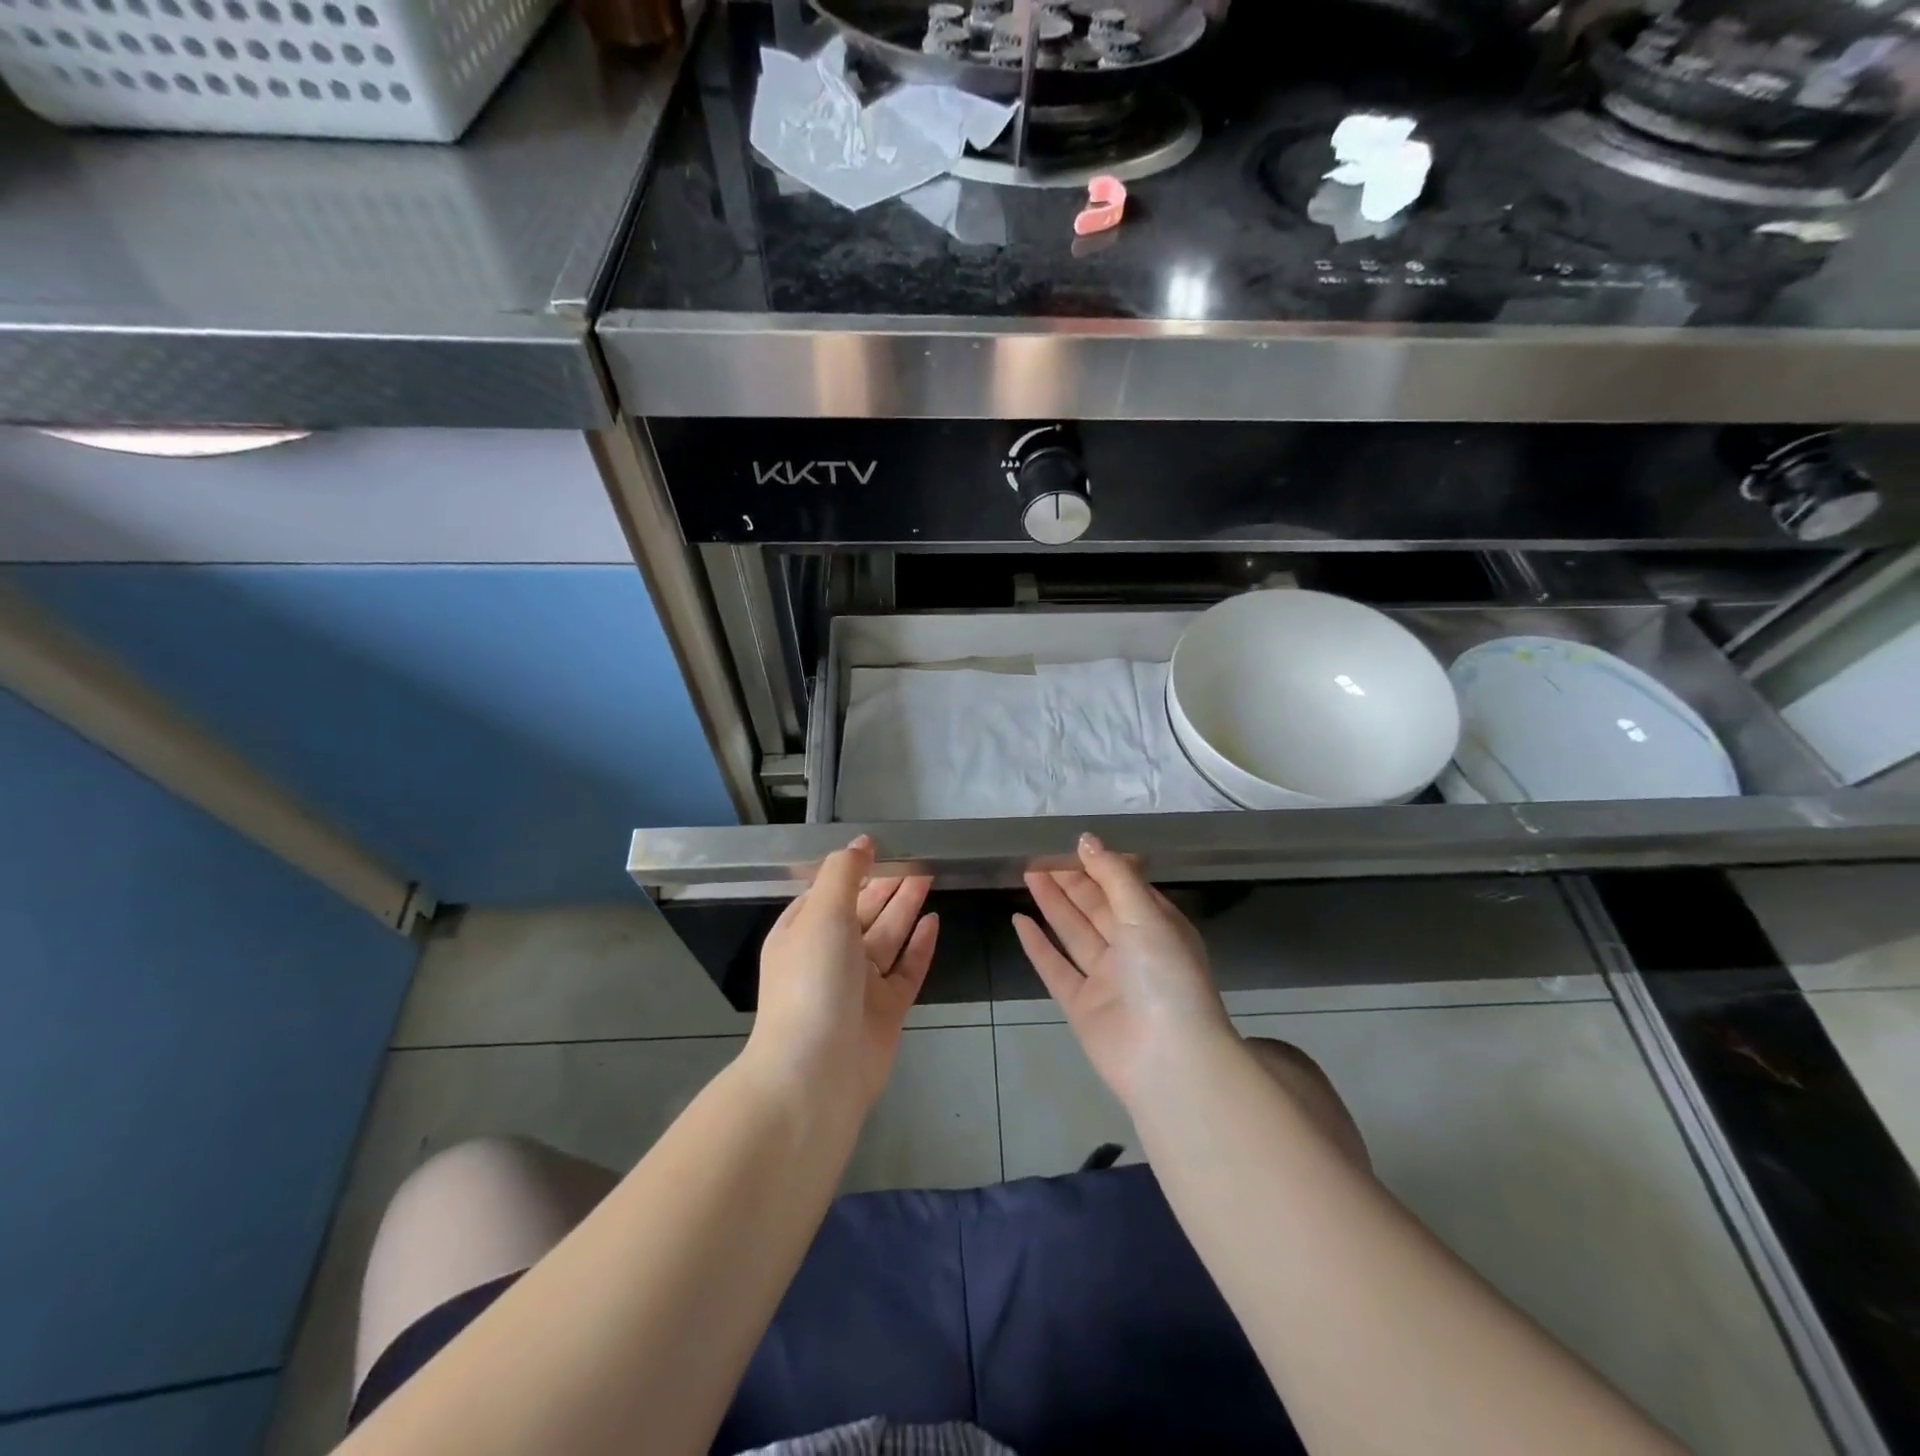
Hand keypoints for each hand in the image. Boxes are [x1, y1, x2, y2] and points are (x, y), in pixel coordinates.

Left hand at [748, 837, 938, 1109]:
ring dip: (906, 906)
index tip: (885, 846)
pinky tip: (934, 921)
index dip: (856, 869)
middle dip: (887, 884)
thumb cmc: (813, 982)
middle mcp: (830, 955)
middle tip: (918, 856)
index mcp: (803, 932)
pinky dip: (919, 946)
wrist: (816, 1074)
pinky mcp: (886, 1010)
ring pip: (887, 936)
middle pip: (863, 911)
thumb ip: (843, 873)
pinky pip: (906, 970)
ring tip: (930, 875)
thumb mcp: (822, 914)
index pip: (831, 891)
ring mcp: (859, 985)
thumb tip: (862, 843)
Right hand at [1014, 834, 1235, 1107]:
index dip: (1099, 866)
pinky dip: (1037, 945)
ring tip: (1027, 874)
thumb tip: (1086, 839)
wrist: (1166, 1059)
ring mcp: (1106, 979)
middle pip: (1096, 908)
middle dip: (1070, 881)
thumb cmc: (1164, 975)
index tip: (1070, 845)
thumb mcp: (1146, 914)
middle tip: (1038, 855)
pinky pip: (1055, 968)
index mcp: (1158, 927)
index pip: (1126, 887)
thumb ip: (1114, 875)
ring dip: (1052, 904)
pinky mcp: (1081, 1005)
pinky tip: (1019, 921)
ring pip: (1074, 933)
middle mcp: (1133, 950)